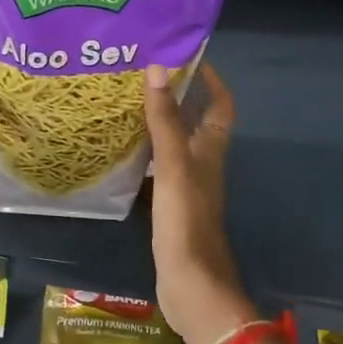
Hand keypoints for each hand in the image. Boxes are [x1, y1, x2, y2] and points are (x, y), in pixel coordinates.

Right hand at [143, 62, 253, 343]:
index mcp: (210, 152)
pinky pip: (158, 169)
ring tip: (126, 104)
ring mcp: (186, 188)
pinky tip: (121, 151)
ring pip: (175, 145)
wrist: (191, 285)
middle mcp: (202, 165)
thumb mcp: (174, 166)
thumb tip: (157, 68)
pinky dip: (145, 154)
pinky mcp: (170, 207)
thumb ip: (165, 120)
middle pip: (195, 123)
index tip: (188, 58)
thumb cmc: (186, 221)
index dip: (211, 82)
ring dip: (158, 124)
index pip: (220, 107)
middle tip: (142, 76)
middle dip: (176, 97)